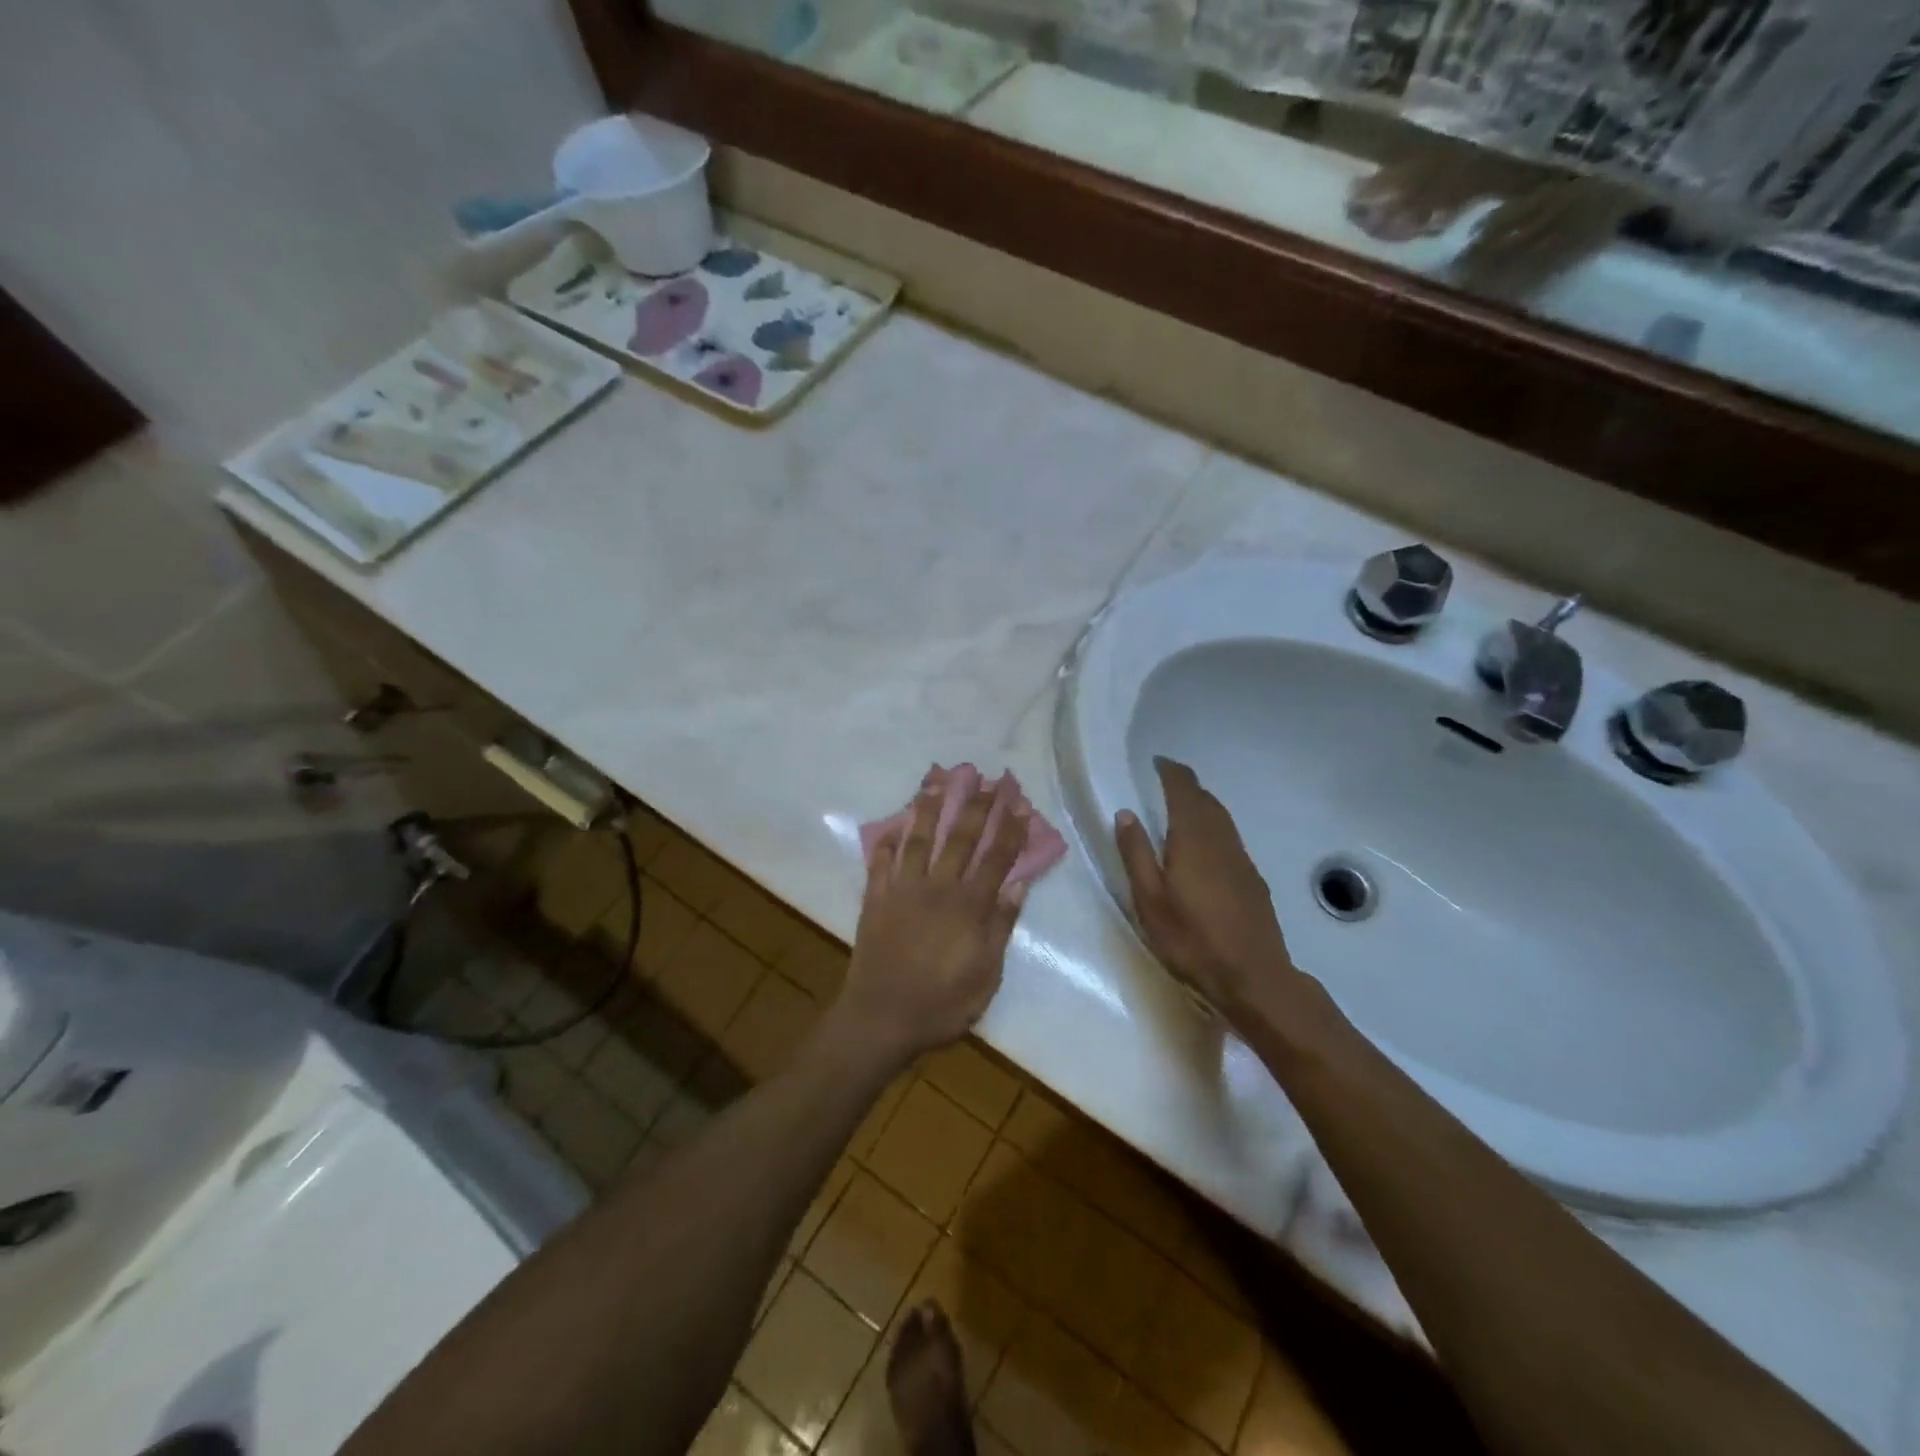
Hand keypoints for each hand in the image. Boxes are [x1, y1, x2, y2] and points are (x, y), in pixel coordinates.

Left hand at [835, 768, 1027, 1063]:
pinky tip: (894, 822)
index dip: (1009, 829)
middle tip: (986, 776)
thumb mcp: (986, 975)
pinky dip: (887, 840)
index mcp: (969, 907)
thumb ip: (1001, 927)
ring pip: (918, 839)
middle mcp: (938, 888)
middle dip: (976, 805)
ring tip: (937, 779)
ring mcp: (903, 890)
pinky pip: (880, 861)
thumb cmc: (942, 1004)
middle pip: (960, 838)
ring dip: (929, 807)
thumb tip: (1018, 884)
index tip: (1018, 802)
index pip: (995, 858)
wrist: (881, 1018)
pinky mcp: (875, 899)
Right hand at [1115, 756, 1302, 1024]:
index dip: (1171, 772)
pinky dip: (1213, 828)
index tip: (1157, 763)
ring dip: (1202, 805)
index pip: (1184, 790)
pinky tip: (1204, 847)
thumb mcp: (1149, 899)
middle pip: (1206, 800)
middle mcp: (1221, 840)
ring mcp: (1241, 860)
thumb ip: (1136, 853)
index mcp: (1193, 839)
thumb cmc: (1191, 939)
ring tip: (1181, 809)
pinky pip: (1230, 838)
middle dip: (1186, 786)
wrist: (1253, 977)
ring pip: (1221, 819)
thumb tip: (1125, 813)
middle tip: (1164, 783)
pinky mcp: (1252, 880)